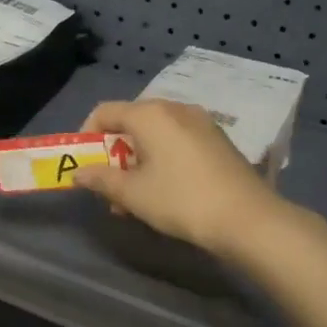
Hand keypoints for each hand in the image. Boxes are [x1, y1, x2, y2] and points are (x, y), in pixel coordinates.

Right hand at [72, 100, 287, 258]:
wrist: (247, 217)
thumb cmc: (181, 200)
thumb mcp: (133, 194)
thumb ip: (101, 179)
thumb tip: (78, 173)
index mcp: (151, 114)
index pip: (105, 111)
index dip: (86, 135)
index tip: (84, 164)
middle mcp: (175, 108)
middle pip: (131, 122)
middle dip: (114, 153)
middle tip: (109, 188)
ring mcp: (201, 122)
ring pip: (156, 134)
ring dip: (137, 160)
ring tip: (134, 198)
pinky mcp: (218, 139)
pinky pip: (178, 140)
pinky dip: (162, 159)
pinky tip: (165, 191)